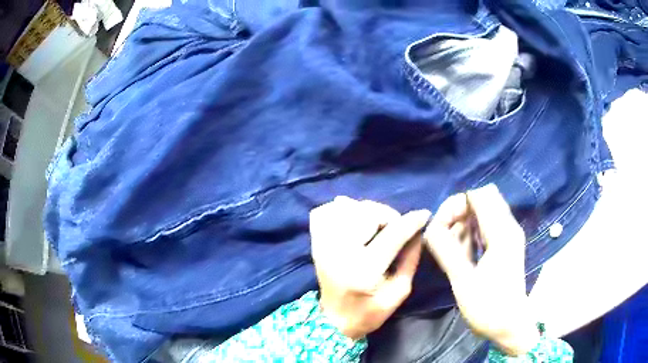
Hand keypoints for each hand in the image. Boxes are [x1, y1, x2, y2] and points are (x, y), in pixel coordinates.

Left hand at [310, 196, 430, 339]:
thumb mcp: (399, 292)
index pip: (392, 235)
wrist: (334, 320)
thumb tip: (417, 231)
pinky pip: (324, 212)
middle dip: (388, 215)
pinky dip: (340, 209)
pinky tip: (352, 220)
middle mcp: (339, 252)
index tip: (424, 215)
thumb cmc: (369, 312)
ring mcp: (322, 245)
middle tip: (396, 227)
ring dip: (367, 211)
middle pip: (367, 213)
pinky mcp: (314, 242)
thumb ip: (410, 259)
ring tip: (375, 225)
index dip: (411, 221)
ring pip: (346, 207)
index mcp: (363, 270)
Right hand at [424, 185, 538, 355]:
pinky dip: (471, 233)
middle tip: (444, 236)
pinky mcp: (506, 246)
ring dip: (464, 224)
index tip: (441, 227)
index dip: (456, 205)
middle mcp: (508, 227)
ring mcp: (508, 236)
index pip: (478, 196)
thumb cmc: (488, 307)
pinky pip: (486, 227)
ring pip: (483, 213)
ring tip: (451, 249)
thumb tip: (429, 228)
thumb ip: (447, 251)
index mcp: (501, 233)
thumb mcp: (464, 281)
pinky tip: (463, 253)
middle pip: (481, 199)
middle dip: (459, 212)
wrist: (510, 326)